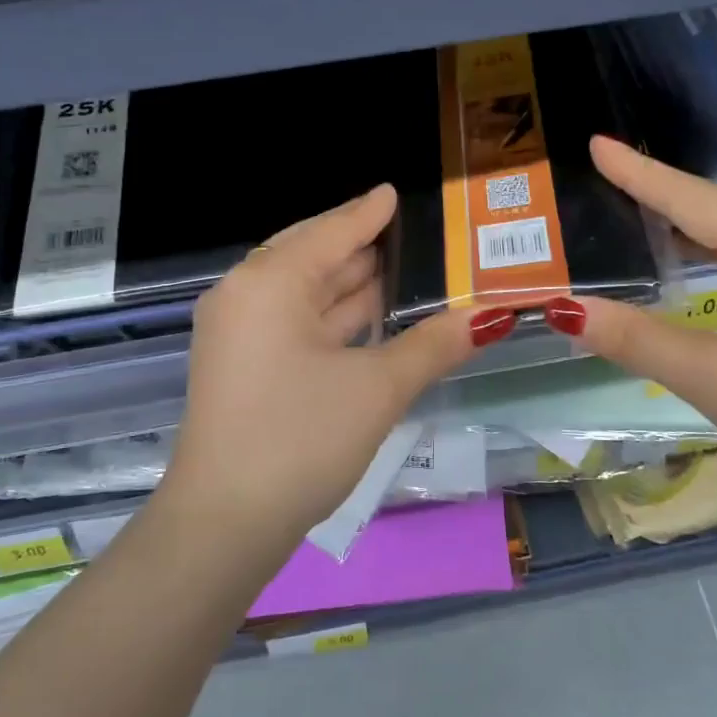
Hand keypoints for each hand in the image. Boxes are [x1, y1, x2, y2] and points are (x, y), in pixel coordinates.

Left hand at [165, 185, 478, 546]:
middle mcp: (246, 295)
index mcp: (269, 282)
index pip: (331, 233)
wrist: (225, 524)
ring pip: (304, 292)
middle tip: (415, 235)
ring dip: (351, 285)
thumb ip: (433, 345)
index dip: (368, 213)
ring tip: (403, 270)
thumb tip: (491, 317)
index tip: (394, 192)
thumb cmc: (300, 440)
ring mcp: (239, 331)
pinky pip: (294, 321)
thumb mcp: (376, 389)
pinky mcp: (242, 364)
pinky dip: (333, 317)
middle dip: (363, 248)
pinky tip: (370, 317)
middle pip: (313, 256)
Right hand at [560, 136, 716, 542]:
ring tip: (629, 212)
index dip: (640, 172)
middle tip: (603, 179)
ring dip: (683, 216)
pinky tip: (680, 260)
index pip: (693, 199)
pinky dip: (705, 245)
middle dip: (660, 188)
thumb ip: (636, 339)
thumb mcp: (715, 379)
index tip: (595, 143)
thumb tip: (564, 309)